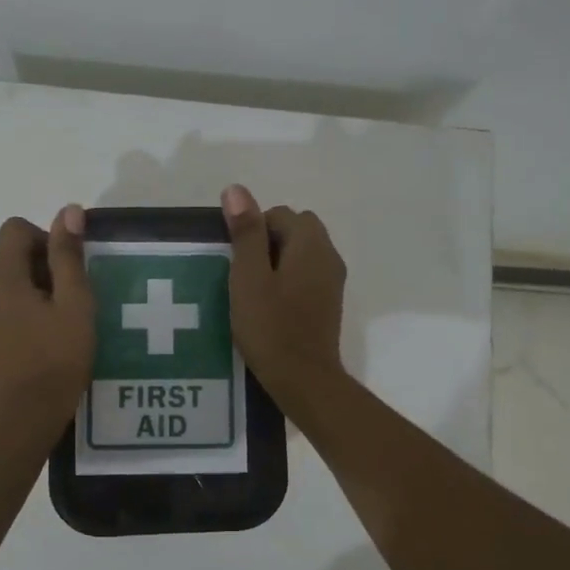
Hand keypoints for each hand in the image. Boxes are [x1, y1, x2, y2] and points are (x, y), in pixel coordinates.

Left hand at [0, 206, 95, 424]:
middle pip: (9, 258)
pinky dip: (20, 316)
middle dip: (42, 268)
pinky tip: (41, 345)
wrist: (24, 418)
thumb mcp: (75, 303)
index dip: (46, 239)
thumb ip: (69, 255)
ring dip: (32, 293)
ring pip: (5, 287)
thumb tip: (69, 210)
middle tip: (70, 301)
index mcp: (0, 277)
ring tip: (58, 325)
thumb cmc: (57, 358)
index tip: (67, 271)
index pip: (15, 229)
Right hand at [221, 184, 346, 396]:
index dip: (253, 230)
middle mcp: (329, 255)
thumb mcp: (249, 277)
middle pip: (296, 229)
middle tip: (244, 274)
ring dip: (277, 261)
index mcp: (311, 244)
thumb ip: (245, 232)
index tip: (236, 261)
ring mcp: (333, 280)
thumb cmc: (271, 327)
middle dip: (267, 241)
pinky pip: (307, 274)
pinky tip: (271, 305)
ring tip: (254, 290)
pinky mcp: (329, 302)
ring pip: (302, 252)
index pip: (279, 214)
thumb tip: (236, 190)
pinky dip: (288, 279)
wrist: (304, 379)